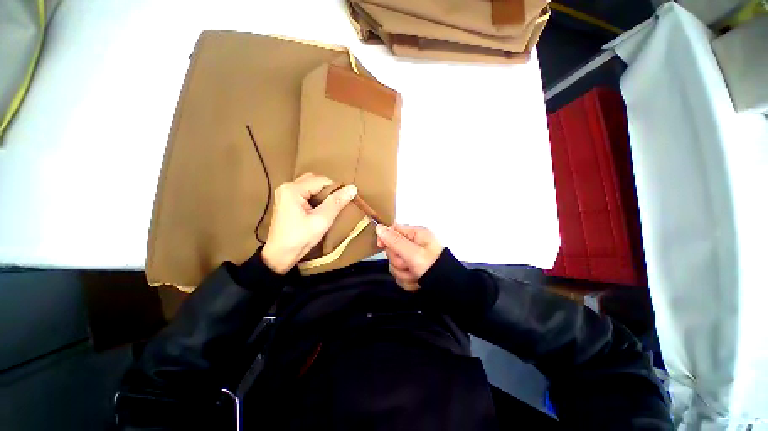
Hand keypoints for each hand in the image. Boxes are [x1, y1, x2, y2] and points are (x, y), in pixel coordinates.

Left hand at [262, 173, 356, 273]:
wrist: (280, 256)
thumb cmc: (300, 239)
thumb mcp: (321, 220)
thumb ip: (336, 202)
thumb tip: (352, 188)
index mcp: (293, 189)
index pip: (321, 180)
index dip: (336, 189)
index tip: (345, 200)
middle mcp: (287, 186)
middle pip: (314, 180)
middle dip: (329, 190)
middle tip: (339, 202)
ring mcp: (285, 193)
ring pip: (311, 186)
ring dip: (323, 194)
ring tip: (332, 206)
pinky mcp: (286, 201)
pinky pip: (305, 193)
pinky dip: (316, 197)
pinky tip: (321, 208)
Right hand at [375, 224, 443, 290]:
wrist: (446, 288)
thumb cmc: (433, 267)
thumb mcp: (413, 253)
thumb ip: (395, 241)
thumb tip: (379, 227)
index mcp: (416, 234)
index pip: (393, 230)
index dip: (385, 238)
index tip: (381, 246)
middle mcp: (413, 244)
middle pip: (391, 249)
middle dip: (399, 261)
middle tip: (409, 265)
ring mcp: (411, 258)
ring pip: (394, 264)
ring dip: (403, 273)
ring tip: (416, 275)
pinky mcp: (411, 270)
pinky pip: (399, 274)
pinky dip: (407, 280)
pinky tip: (416, 281)